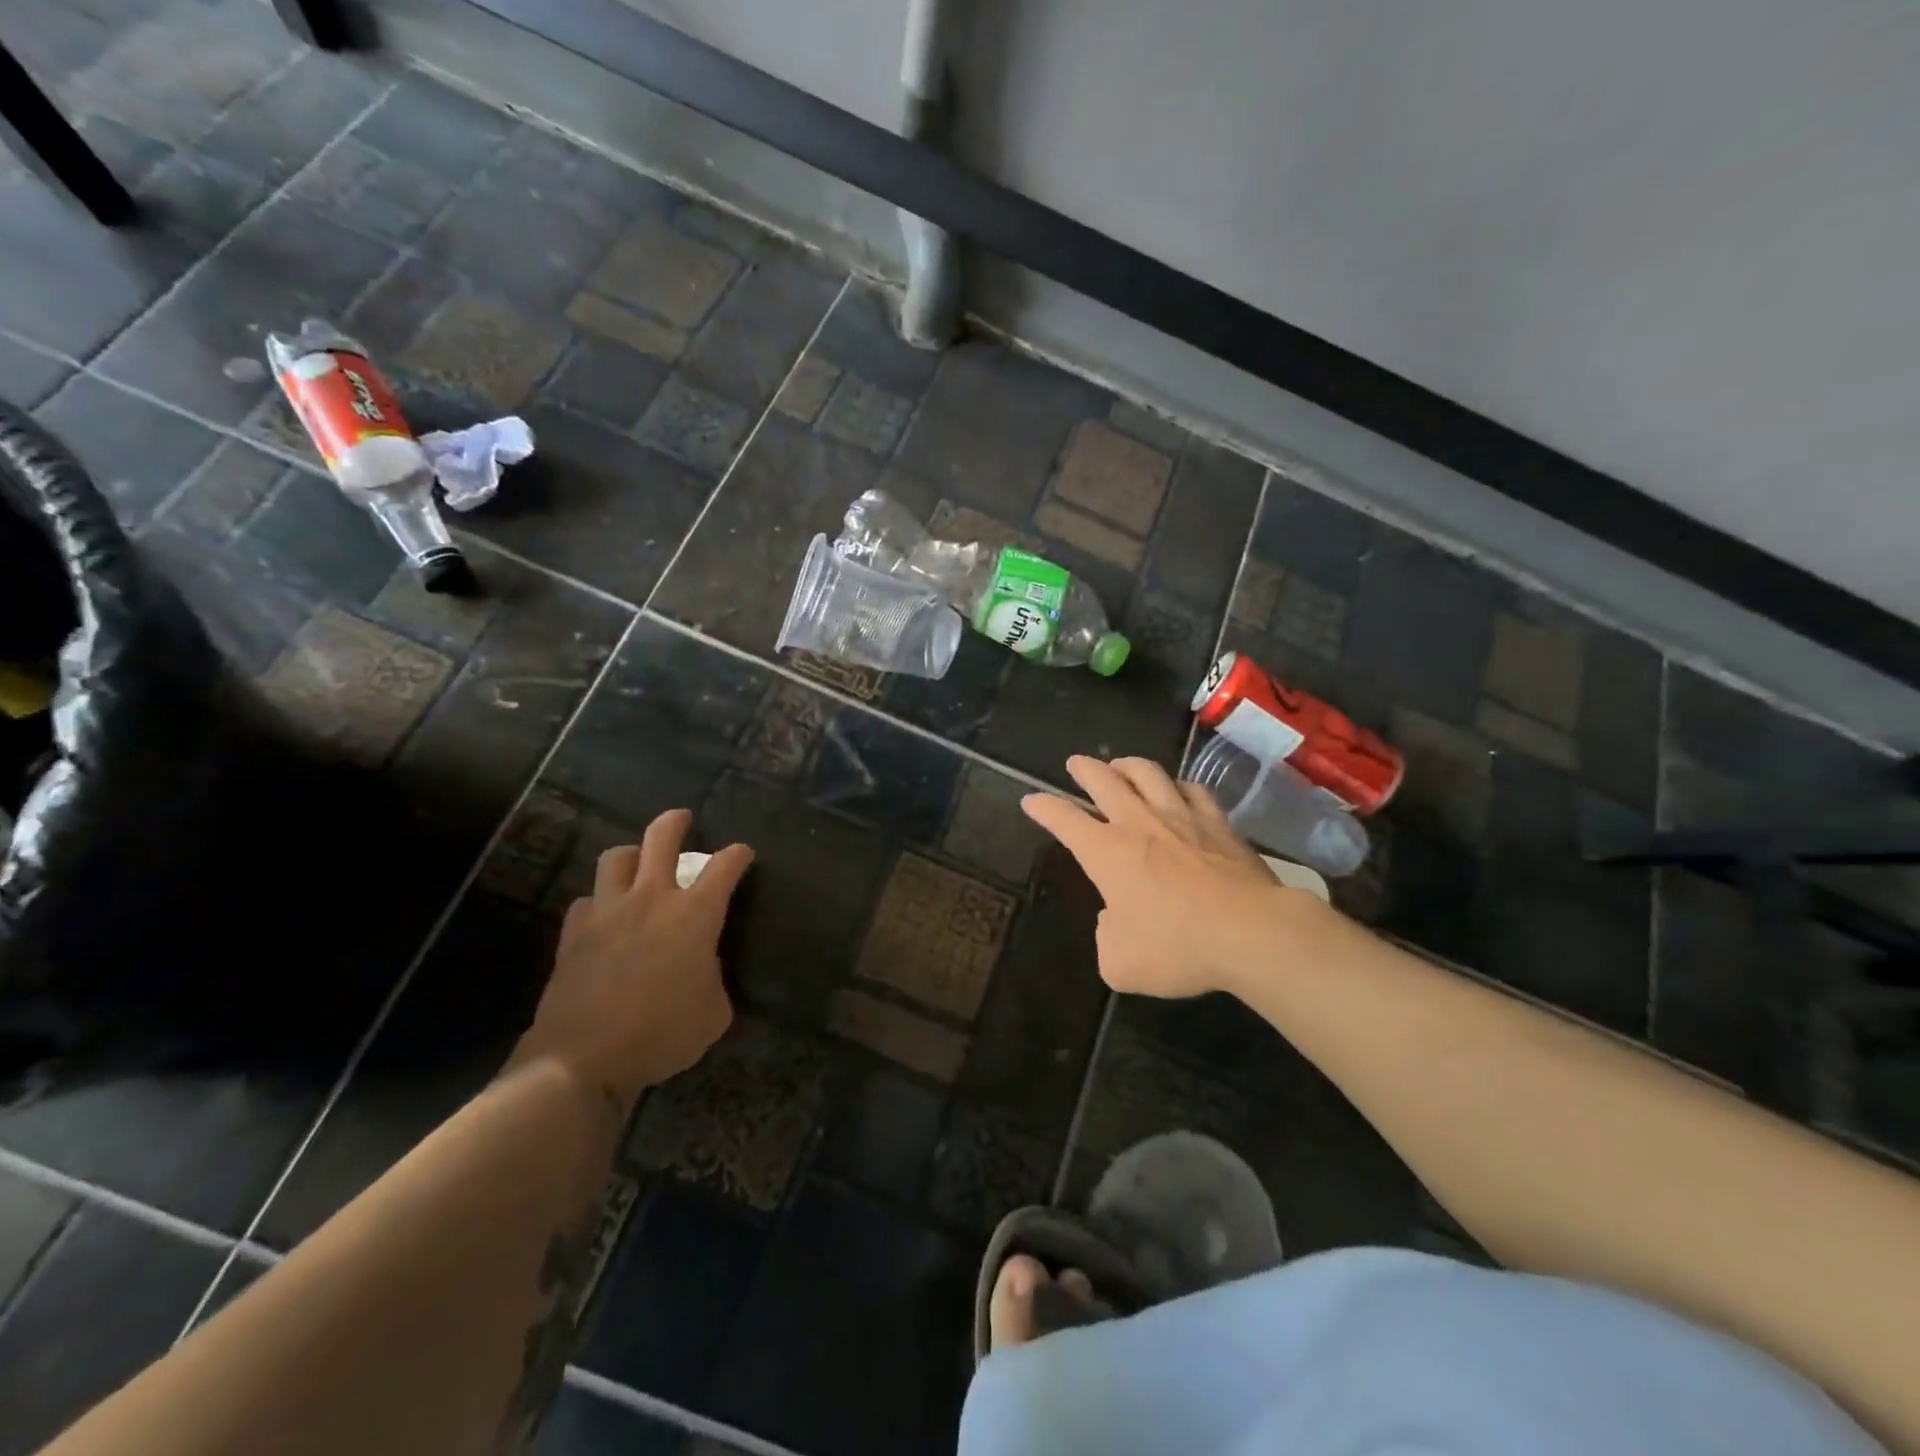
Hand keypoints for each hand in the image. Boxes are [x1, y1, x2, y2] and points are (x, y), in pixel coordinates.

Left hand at [512, 808, 752, 1113]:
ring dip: (633, 855)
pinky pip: (586, 900)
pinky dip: (599, 902)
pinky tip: (603, 917)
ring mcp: (608, 911)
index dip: (738, 854)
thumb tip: (703, 967)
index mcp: (695, 914)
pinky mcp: (574, 932)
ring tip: (638, 863)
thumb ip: (714, 978)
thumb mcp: (714, 1012)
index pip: (725, 866)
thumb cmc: (662, 1034)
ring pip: (617, 857)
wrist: (584, 1058)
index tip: (743, 854)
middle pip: (662, 837)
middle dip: (676, 822)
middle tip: (683, 819)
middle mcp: (652, 898)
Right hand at [1022, 755, 1303, 999]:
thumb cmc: (1177, 948)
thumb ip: (1107, 937)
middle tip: (1075, 764)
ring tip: (1121, 765)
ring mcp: (1181, 818)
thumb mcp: (1120, 963)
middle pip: (1104, 780)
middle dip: (1084, 769)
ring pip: (1148, 773)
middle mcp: (1139, 824)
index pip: (1064, 819)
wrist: (1251, 933)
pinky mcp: (1218, 823)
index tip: (1030, 801)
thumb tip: (1115, 918)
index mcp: (1107, 853)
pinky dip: (1178, 785)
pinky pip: (1193, 790)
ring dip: (1128, 765)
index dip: (1043, 808)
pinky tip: (1178, 790)